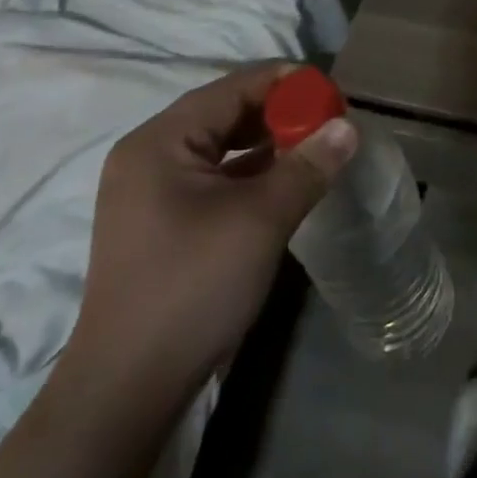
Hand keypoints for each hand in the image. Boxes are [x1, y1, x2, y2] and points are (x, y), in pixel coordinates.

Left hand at [63, 64, 355, 401]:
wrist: (127, 392)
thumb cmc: (192, 288)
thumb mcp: (260, 219)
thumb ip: (307, 165)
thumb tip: (349, 126)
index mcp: (161, 141)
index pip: (234, 87)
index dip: (288, 84)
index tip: (334, 95)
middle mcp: (150, 154)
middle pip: (227, 112)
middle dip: (281, 112)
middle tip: (331, 121)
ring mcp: (152, 190)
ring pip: (223, 145)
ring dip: (270, 142)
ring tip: (317, 146)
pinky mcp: (162, 221)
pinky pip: (215, 175)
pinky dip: (252, 171)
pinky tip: (288, 180)